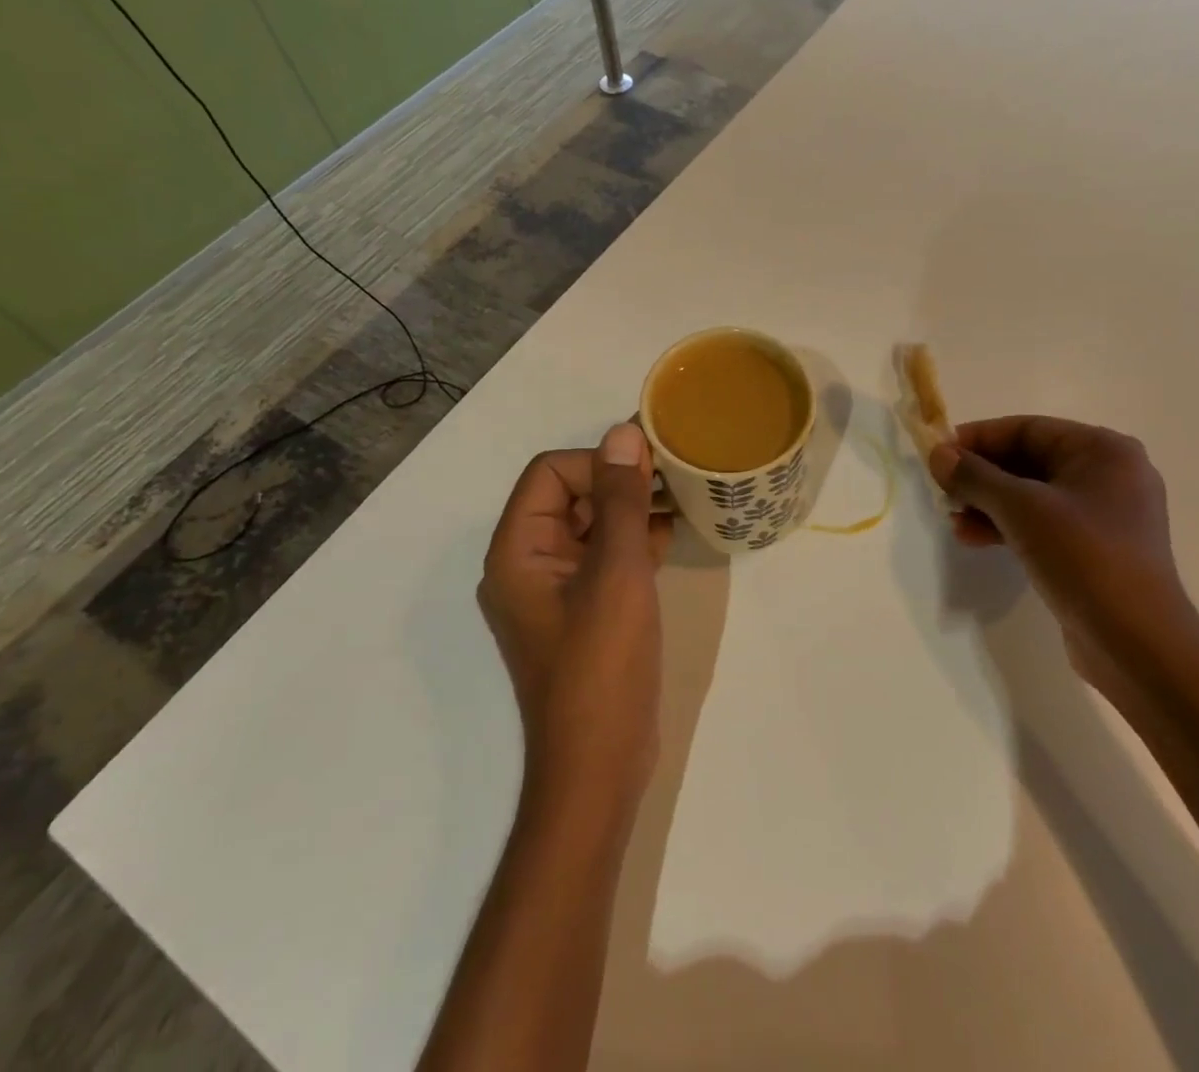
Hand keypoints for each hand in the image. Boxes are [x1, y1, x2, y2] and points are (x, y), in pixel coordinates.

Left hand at [480, 422, 672, 816]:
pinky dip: (634, 540)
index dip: (598, 461)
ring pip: (592, 525)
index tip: (651, 468)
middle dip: (620, 482)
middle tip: (674, 478)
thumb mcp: (617, 572)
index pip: (551, 473)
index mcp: (518, 550)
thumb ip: (620, 499)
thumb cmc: (602, 665)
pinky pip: (604, 557)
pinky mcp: (583, 610)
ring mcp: (557, 589)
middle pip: (570, 495)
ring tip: (680, 501)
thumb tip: (624, 432)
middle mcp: (529, 563)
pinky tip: (671, 536)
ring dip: (632, 509)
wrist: (600, 766)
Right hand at [928, 417, 1198, 703]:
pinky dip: (1007, 526)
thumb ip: (975, 476)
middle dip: (982, 475)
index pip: (1028, 429)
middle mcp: (1108, 474)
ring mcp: (1103, 514)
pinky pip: (1042, 523)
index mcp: (1103, 451)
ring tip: (952, 518)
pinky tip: (973, 538)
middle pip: (1029, 460)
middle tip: (942, 489)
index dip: (978, 438)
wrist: (1137, 644)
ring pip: (1032, 495)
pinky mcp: (1094, 549)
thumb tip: (938, 453)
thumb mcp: (1022, 509)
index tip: (938, 453)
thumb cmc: (1084, 558)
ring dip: (989, 503)